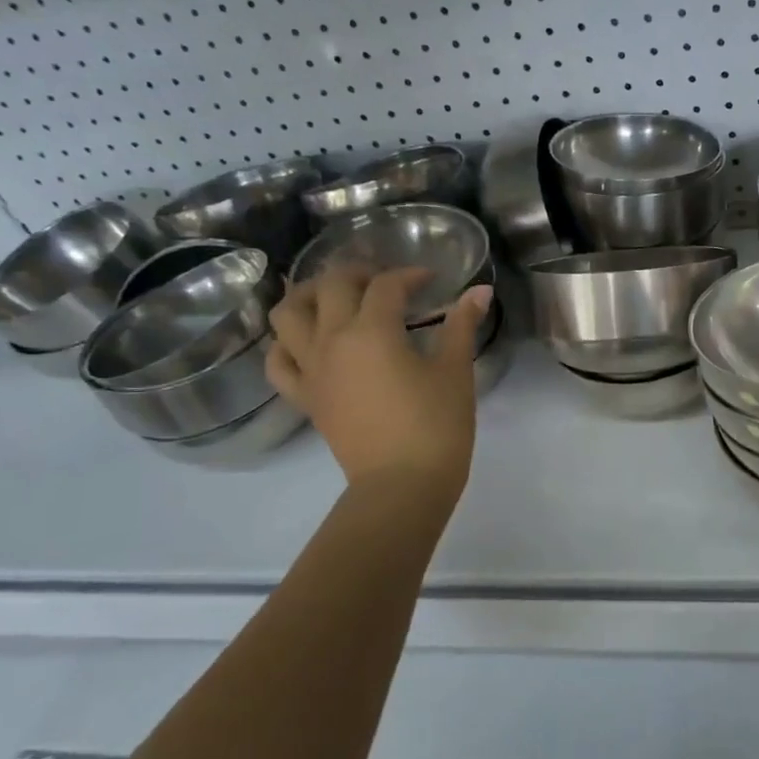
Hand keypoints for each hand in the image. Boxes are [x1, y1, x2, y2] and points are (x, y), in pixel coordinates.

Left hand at [266, 266, 491, 499]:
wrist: (401, 486)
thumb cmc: (435, 427)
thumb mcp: (455, 372)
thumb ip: (462, 326)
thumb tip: (480, 290)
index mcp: (372, 330)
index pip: (387, 285)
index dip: (411, 275)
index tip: (432, 280)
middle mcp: (332, 340)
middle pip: (331, 285)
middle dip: (359, 272)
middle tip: (385, 281)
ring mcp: (312, 369)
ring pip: (287, 313)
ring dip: (309, 294)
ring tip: (335, 297)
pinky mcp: (305, 397)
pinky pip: (278, 361)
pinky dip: (286, 343)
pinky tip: (307, 340)